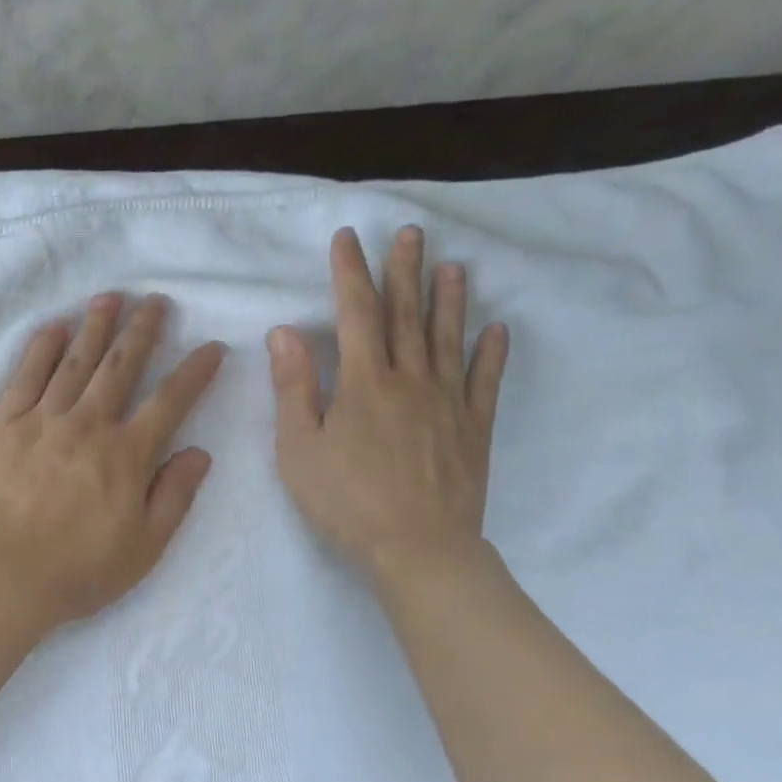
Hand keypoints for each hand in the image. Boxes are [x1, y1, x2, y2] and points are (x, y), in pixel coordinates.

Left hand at [0, 293, 225, 625]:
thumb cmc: (77, 571)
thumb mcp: (144, 547)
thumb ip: (175, 496)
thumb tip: (201, 452)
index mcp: (127, 455)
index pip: (170, 401)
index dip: (195, 371)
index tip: (212, 347)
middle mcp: (88, 425)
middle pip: (120, 366)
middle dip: (142, 330)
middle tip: (155, 300)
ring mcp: (41, 420)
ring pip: (74, 362)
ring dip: (95, 326)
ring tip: (109, 297)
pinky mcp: (2, 425)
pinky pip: (25, 377)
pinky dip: (41, 349)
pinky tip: (53, 328)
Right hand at [268, 226, 507, 583]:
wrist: (418, 549)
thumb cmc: (346, 500)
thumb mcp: (298, 447)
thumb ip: (293, 387)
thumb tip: (285, 331)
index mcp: (364, 382)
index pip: (355, 313)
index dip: (350, 272)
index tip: (348, 238)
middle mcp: (410, 380)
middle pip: (407, 315)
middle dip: (405, 271)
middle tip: (411, 233)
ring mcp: (447, 402)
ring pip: (448, 339)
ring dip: (449, 300)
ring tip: (454, 266)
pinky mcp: (474, 428)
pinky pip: (485, 382)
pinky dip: (491, 354)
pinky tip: (497, 330)